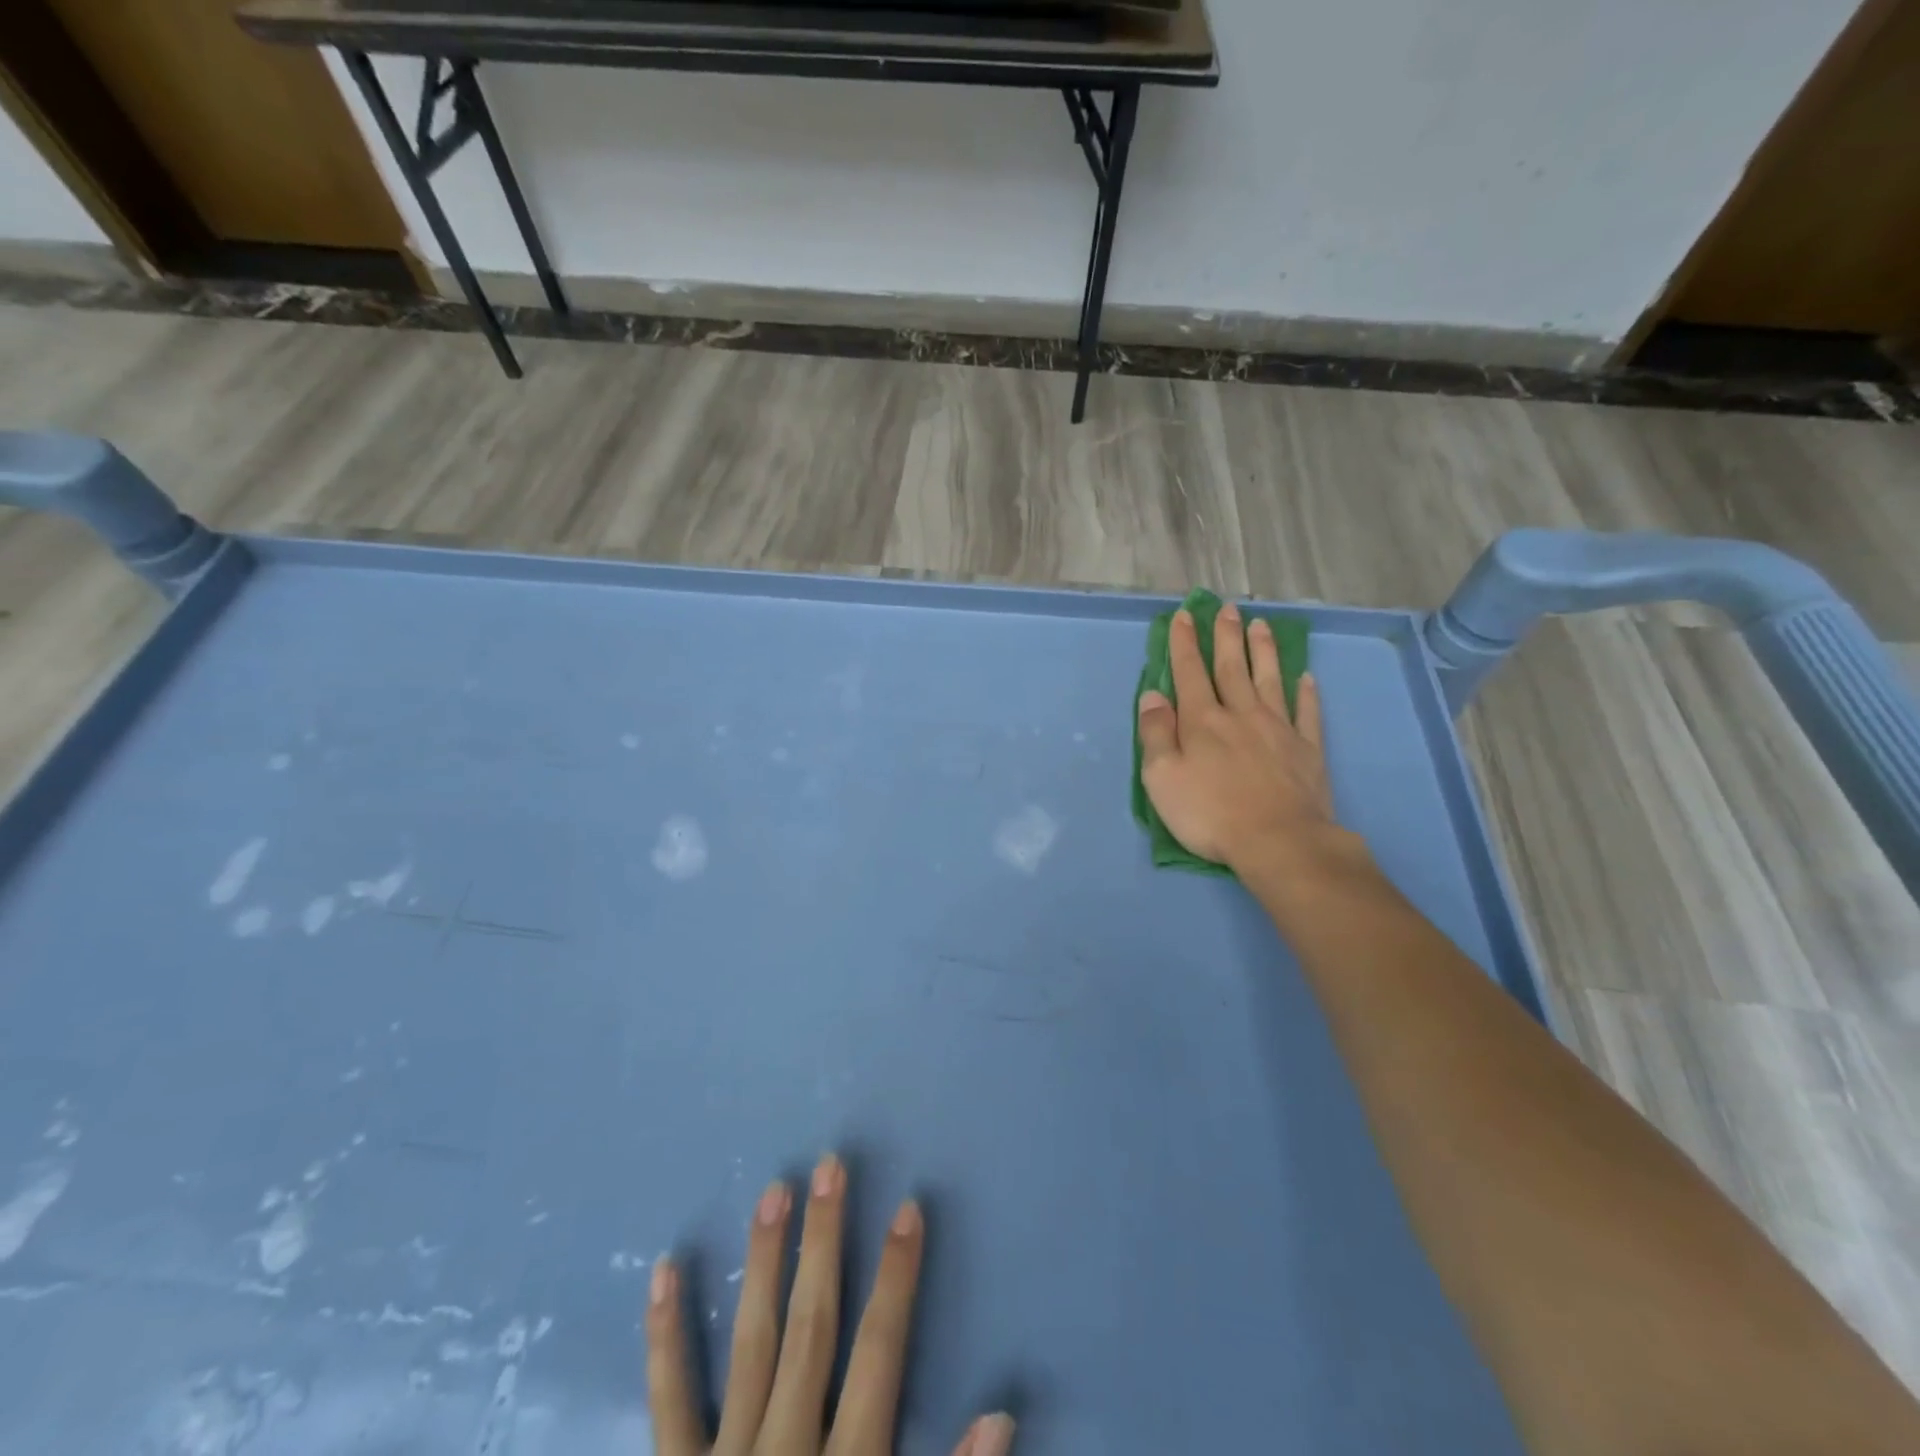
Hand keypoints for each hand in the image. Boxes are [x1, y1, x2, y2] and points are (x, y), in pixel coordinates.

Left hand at [647, 1154, 1014, 1455]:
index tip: (909, 1209)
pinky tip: (665, 1270)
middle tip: (830, 1166)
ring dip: (763, 1265)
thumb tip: (1001, 1415)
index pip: (881, 1353)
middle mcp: (784, 1451)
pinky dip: (667, 1337)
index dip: (898, 1278)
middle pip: (812, 1328)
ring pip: (750, 1344)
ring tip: (772, 1192)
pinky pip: (669, 1404)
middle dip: (825, 1244)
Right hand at [1137, 603, 1339, 873]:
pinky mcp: (1307, 750)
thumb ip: (1155, 734)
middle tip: (1227, 608)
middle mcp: (1240, 715)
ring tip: (1261, 625)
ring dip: (1264, 651)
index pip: (1190, 672)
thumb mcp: (1162, 778)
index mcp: (1202, 721)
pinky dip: (1306, 693)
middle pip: (1232, 667)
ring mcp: (1279, 729)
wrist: (1278, 842)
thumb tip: (1152, 695)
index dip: (1185, 643)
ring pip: (1269, 680)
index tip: (1184, 616)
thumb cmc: (1209, 813)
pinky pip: (1307, 713)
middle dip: (1226, 636)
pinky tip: (1306, 678)